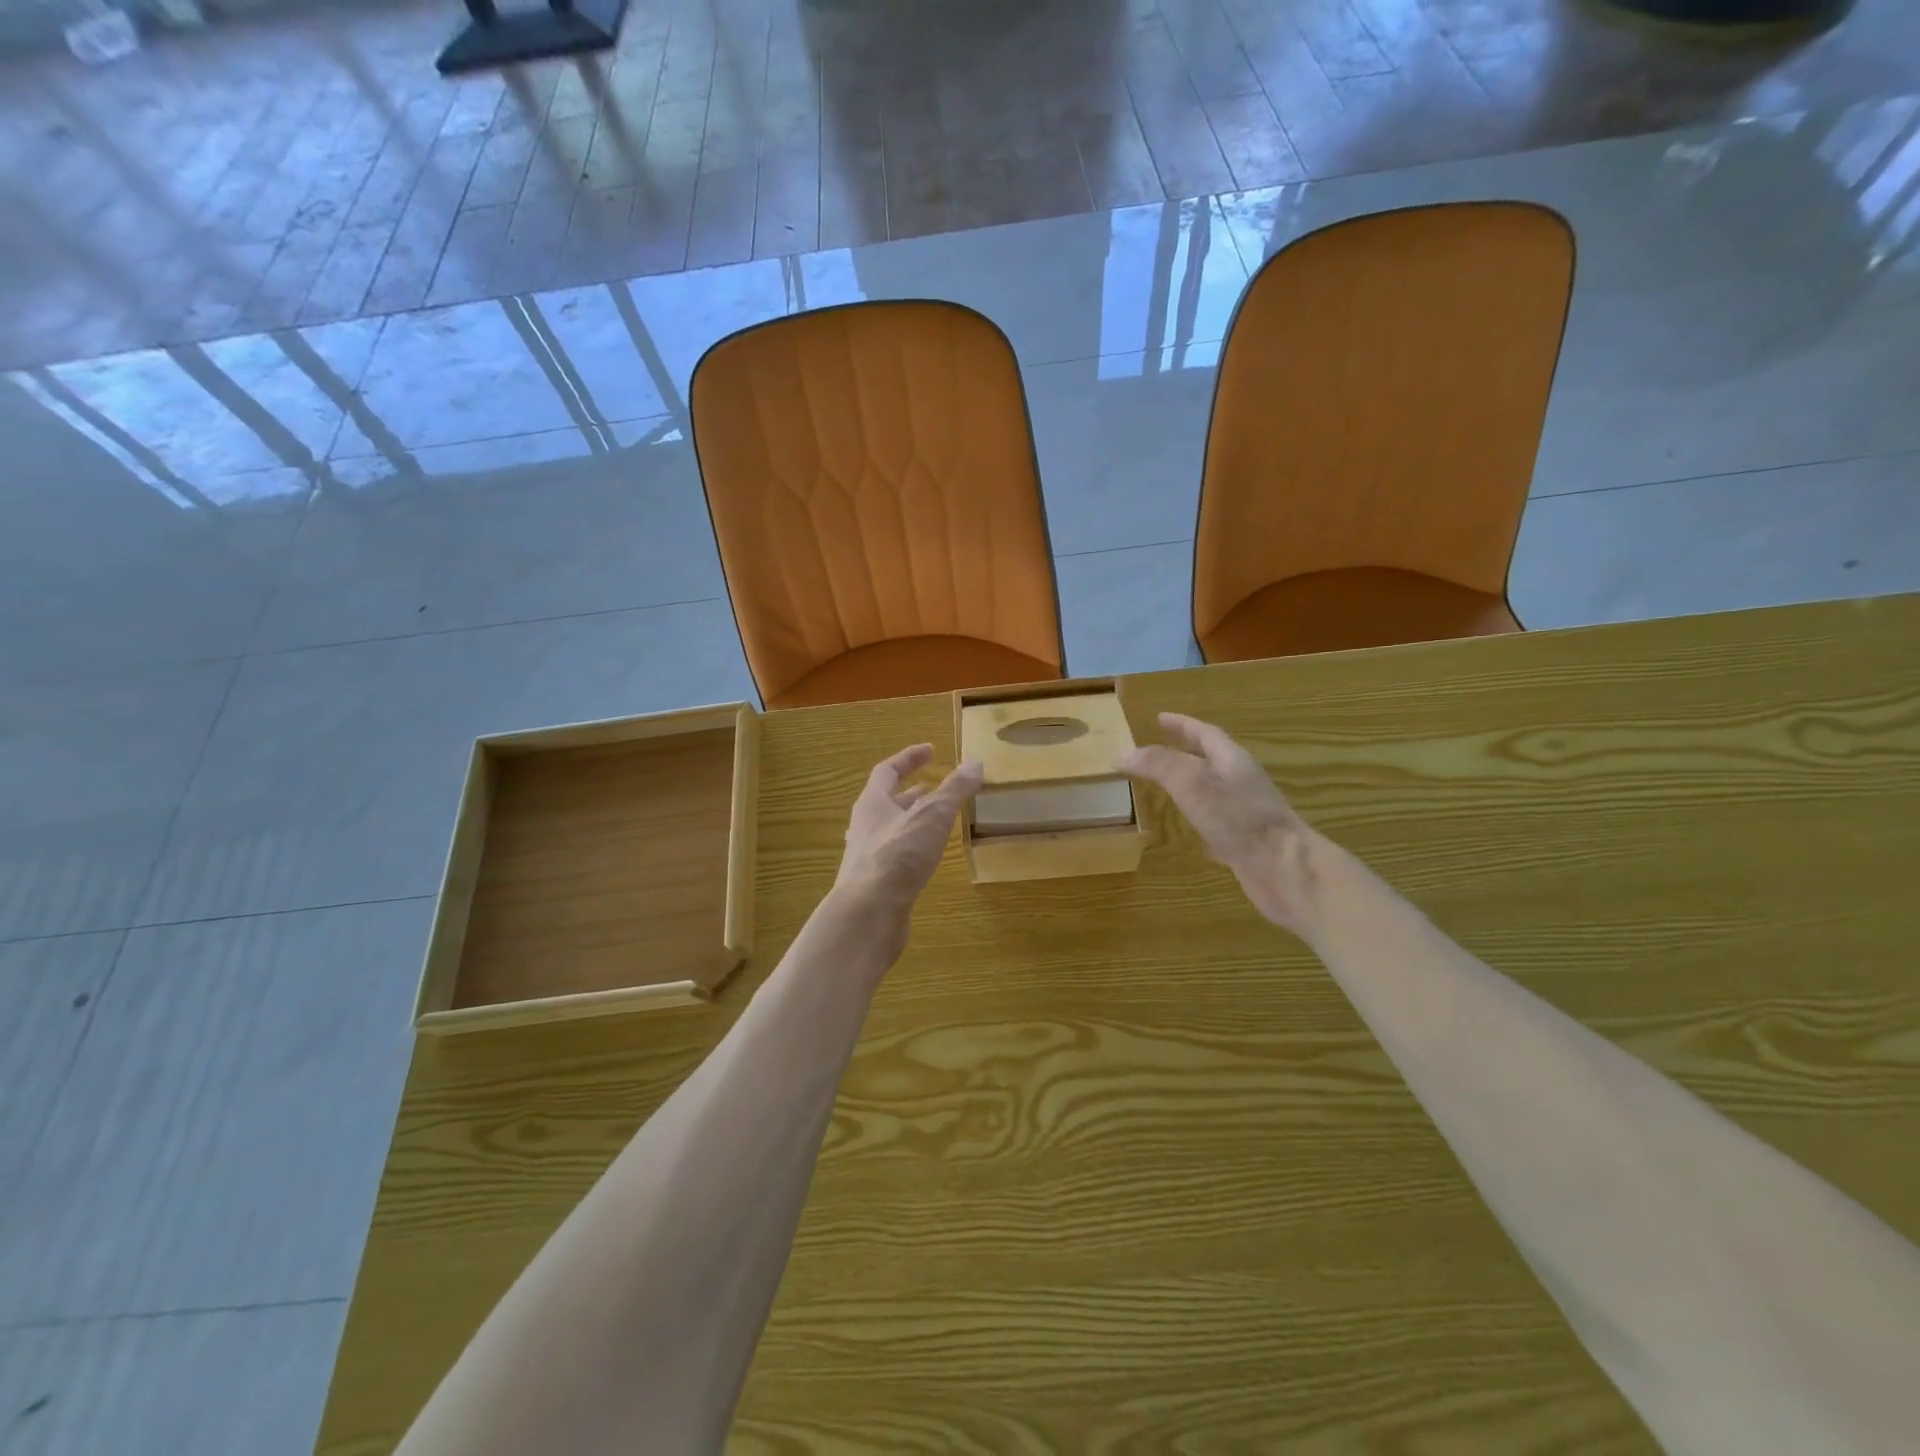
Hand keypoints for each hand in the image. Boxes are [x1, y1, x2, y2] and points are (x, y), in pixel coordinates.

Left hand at [833, 745, 982, 955]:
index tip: (931, 750)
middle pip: (886, 801)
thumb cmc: (898, 856)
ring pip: (891, 829)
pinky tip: (929, 858)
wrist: (868, 914)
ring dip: (912, 820)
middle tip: (935, 787)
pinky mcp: (876, 883)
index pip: (887, 770)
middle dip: (911, 792)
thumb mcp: (932, 816)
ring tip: (936, 820)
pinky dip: (913, 848)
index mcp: (872, 803)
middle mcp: (865, 826)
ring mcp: (868, 857)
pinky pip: (895, 855)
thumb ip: (954, 789)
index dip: (909, 758)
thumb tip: (975, 761)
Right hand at [1122, 713, 1325, 936]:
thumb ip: (1159, 765)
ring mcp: (1245, 812)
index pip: (1205, 734)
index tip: (1160, 718)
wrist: (1284, 868)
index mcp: (1232, 761)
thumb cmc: (1239, 818)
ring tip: (1166, 785)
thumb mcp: (1192, 784)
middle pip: (1210, 759)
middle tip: (1157, 749)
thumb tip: (1123, 753)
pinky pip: (1217, 820)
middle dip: (1184, 751)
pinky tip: (1188, 829)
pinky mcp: (1245, 840)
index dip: (1182, 725)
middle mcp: (1241, 782)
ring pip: (1212, 790)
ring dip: (1190, 784)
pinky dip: (1198, 817)